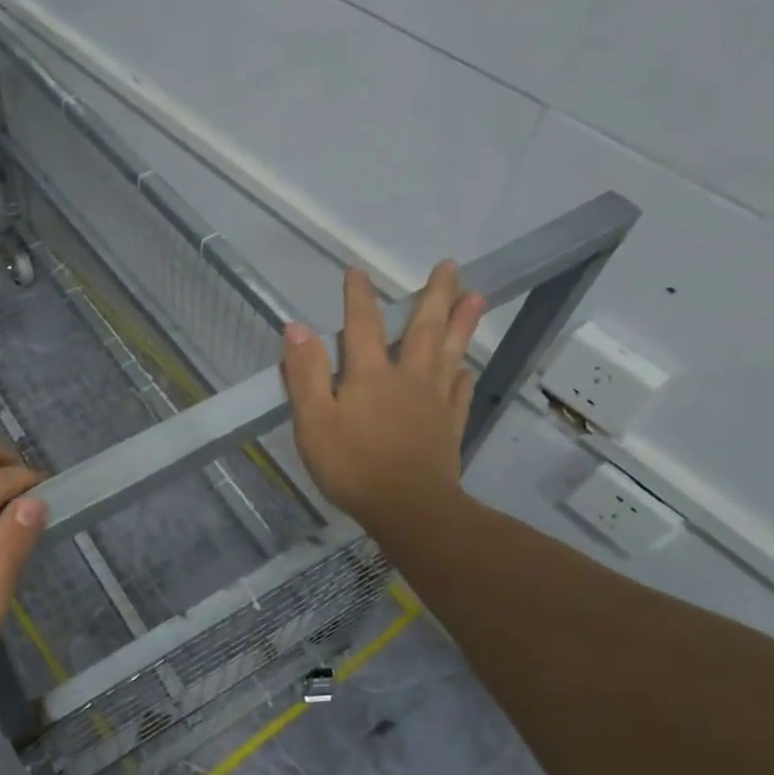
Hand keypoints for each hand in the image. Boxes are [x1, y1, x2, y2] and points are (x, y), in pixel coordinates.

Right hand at [281, 262, 485, 529]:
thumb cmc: (352, 464)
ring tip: (477, 297)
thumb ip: (305, 373)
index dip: (358, 296)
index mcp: (370, 374)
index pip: (363, 324)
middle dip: (434, 295)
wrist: (409, 508)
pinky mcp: (449, 426)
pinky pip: (460, 393)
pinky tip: (467, 368)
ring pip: (450, 353)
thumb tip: (297, 327)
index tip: (356, 270)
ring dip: (462, 324)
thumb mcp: (313, 420)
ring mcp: (434, 402)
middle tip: (450, 266)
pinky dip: (463, 376)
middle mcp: (407, 378)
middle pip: (423, 329)